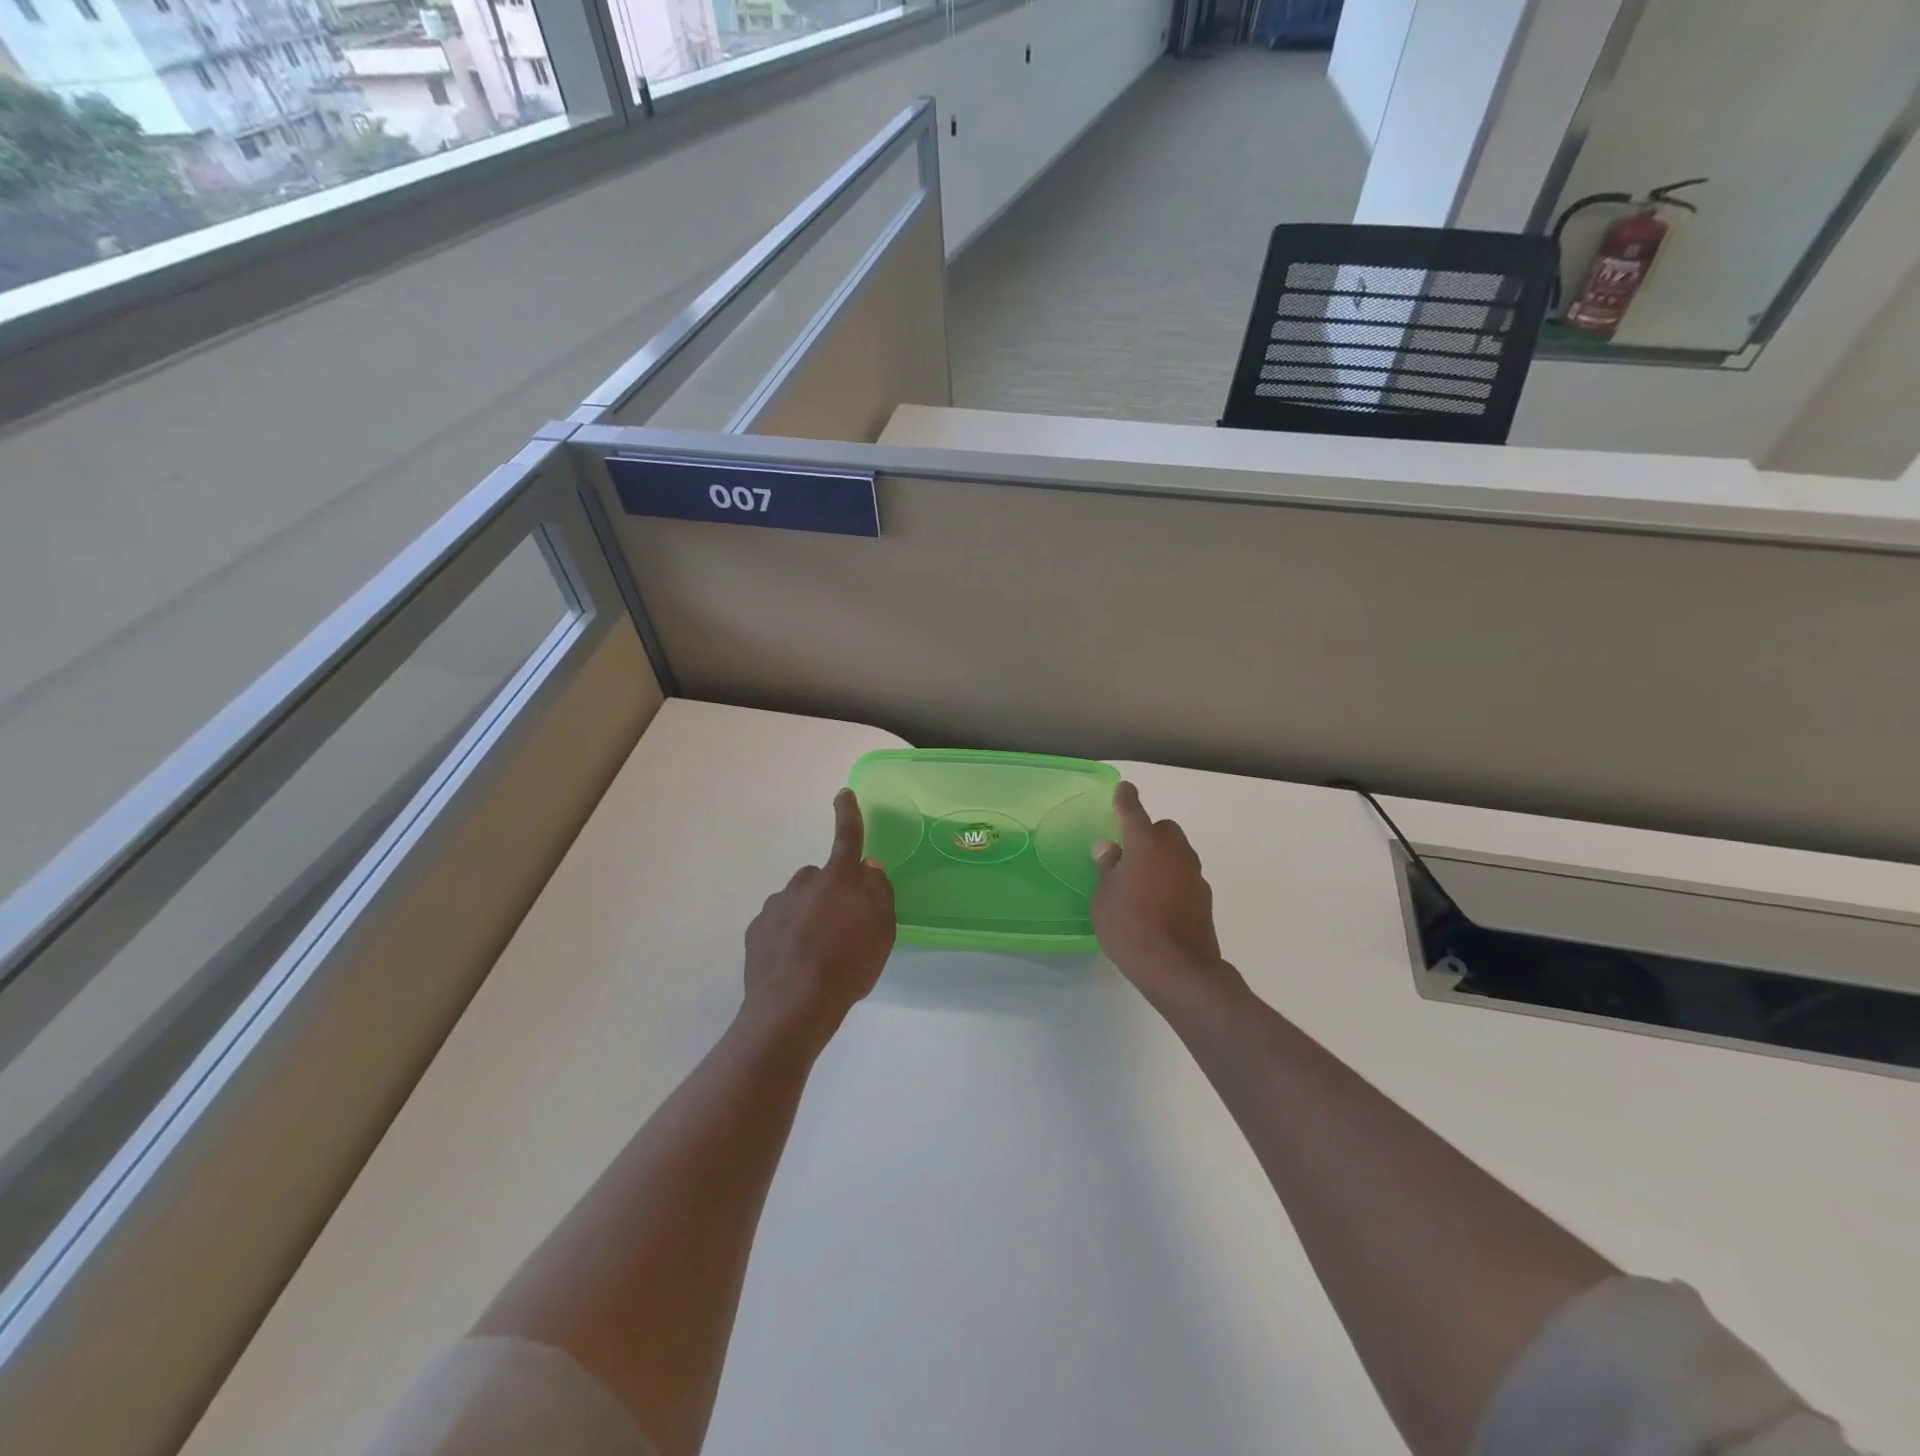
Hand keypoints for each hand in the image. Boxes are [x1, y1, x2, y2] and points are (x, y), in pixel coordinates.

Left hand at [743, 789, 895, 1047]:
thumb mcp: (882, 930)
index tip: (843, 794)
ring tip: (818, 955)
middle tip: (842, 928)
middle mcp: (803, 883)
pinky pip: (778, 924)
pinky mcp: (756, 931)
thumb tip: (868, 868)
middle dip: (830, 893)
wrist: (792, 1007)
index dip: (848, 814)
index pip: (847, 837)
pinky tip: (795, 964)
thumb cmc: (847, 965)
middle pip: (821, 877)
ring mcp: (776, 906)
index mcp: (838, 879)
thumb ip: (878, 892)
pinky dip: (787, 936)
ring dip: (808, 917)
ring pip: (798, 901)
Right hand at [1091, 782, 1243, 1014]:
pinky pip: (1184, 877)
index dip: (1126, 798)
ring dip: (1162, 858)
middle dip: (1149, 834)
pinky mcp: (1204, 898)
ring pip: (1177, 853)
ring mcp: (1193, 874)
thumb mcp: (1103, 899)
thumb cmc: (1131, 928)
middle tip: (1128, 853)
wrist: (1180, 969)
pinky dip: (1172, 880)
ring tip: (1142, 882)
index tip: (1124, 789)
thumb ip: (1107, 869)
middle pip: (1164, 829)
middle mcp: (1174, 852)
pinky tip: (1158, 903)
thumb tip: (1109, 849)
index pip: (1133, 810)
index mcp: (1144, 844)